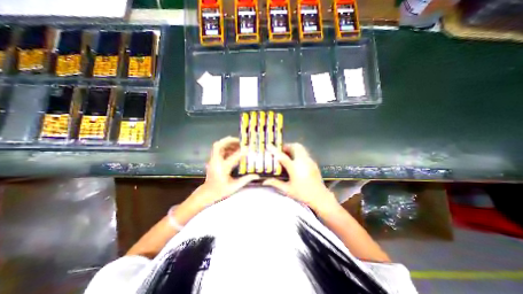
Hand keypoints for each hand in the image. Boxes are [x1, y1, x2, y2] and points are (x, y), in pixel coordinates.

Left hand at [179, 137, 259, 222]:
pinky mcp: (212, 160)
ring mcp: (213, 160)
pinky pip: (218, 150)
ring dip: (227, 143)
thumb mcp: (234, 187)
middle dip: (229, 140)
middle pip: (218, 145)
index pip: (233, 157)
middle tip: (239, 141)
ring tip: (237, 144)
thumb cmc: (220, 191)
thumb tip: (256, 175)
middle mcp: (216, 162)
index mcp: (222, 169)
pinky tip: (233, 150)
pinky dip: (225, 147)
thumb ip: (245, 180)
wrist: (207, 193)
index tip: (248, 147)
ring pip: (217, 146)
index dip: (241, 152)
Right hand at [264, 143, 336, 212]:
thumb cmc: (303, 194)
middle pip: (294, 147)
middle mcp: (303, 161)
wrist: (320, 197)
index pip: (283, 156)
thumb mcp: (287, 190)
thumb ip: (275, 183)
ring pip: (301, 148)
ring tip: (287, 154)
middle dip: (286, 146)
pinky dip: (298, 152)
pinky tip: (295, 160)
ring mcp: (309, 161)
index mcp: (295, 168)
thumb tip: (264, 181)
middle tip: (281, 151)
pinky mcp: (313, 162)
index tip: (268, 145)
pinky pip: (304, 152)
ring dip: (293, 148)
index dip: (275, 150)